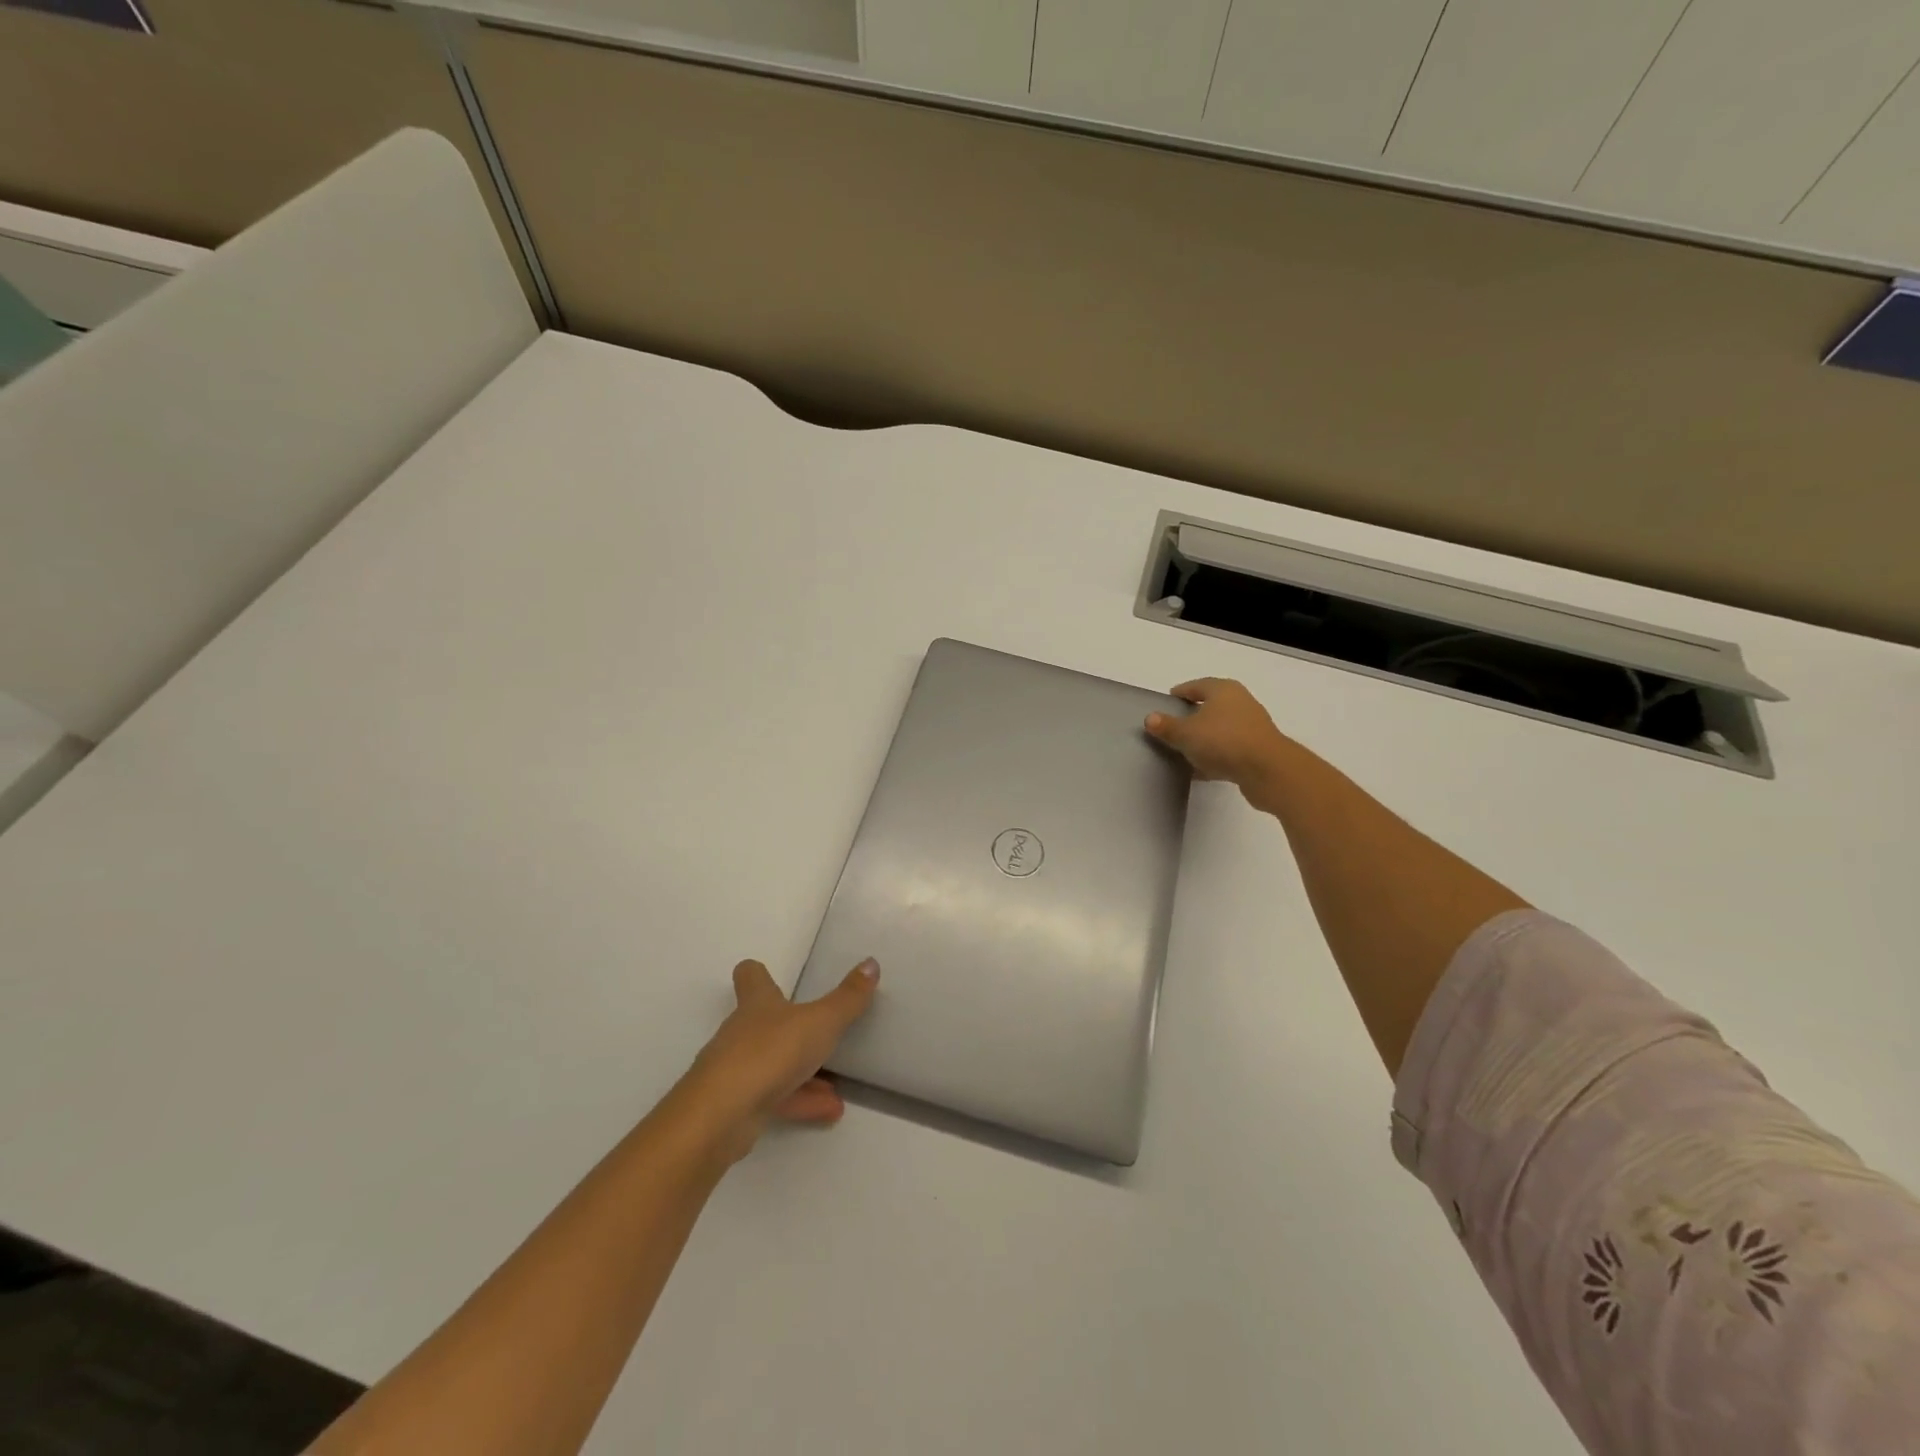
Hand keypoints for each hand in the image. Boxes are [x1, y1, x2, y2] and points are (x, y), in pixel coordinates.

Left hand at [675, 958, 878, 1164]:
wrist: (721, 1116)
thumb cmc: (771, 1053)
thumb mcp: (821, 1022)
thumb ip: (847, 998)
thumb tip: (871, 963)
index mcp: (758, 1004)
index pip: (750, 977)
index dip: (757, 973)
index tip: (766, 973)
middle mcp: (742, 1032)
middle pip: (762, 1023)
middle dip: (791, 1029)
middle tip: (820, 1033)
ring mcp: (736, 1071)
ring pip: (773, 1065)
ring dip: (803, 1073)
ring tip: (837, 1088)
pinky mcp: (736, 1107)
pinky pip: (774, 1099)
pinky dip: (800, 1102)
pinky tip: (829, 1112)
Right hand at [1145, 678, 1290, 804]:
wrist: (1267, 770)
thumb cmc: (1223, 741)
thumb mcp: (1186, 733)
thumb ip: (1167, 726)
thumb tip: (1150, 718)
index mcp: (1223, 690)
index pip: (1196, 686)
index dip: (1180, 693)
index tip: (1166, 703)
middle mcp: (1240, 703)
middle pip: (1210, 707)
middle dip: (1191, 716)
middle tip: (1171, 727)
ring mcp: (1251, 727)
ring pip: (1220, 730)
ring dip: (1204, 739)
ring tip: (1183, 750)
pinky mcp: (1256, 750)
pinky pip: (1228, 750)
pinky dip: (1214, 756)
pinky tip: (1200, 770)